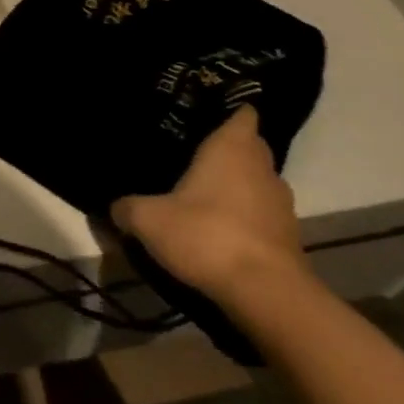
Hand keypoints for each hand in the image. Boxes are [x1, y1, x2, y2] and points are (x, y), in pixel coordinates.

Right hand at [111, 105, 310, 305]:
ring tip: (200, 195)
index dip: (226, 110)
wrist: (265, 293)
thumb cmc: (206, 235)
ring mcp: (281, 202)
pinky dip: (244, 217)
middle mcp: (263, 166)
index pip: (242, 112)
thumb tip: (115, 208)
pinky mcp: (288, 235)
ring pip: (255, 181)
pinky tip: (216, 230)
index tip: (201, 114)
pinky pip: (261, 213)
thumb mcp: (148, 219)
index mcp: (232, 147)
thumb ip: (126, 208)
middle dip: (225, 150)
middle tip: (189, 156)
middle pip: (249, 146)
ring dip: (235, 186)